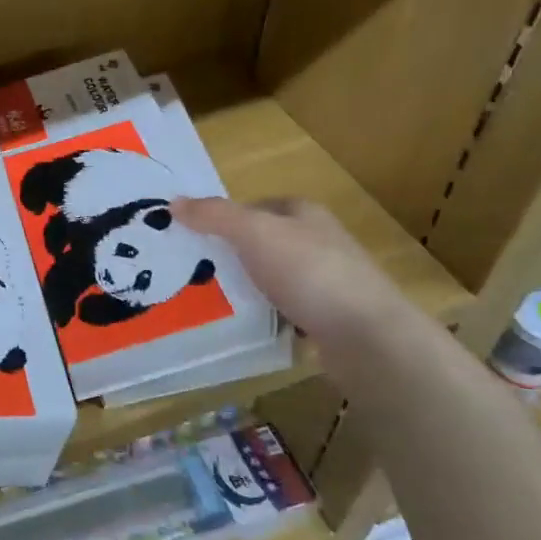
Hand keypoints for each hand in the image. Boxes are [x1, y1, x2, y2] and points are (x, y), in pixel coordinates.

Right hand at [173, 196, 407, 343]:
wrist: (367, 337)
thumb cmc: (310, 272)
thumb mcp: (254, 233)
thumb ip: (214, 216)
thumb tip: (173, 202)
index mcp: (305, 214)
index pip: (256, 206)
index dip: (225, 218)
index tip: (194, 237)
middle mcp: (319, 242)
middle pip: (264, 243)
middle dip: (232, 255)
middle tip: (195, 271)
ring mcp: (328, 282)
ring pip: (274, 279)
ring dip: (248, 289)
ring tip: (212, 302)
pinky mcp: (330, 319)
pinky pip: (286, 312)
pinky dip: (266, 318)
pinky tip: (247, 328)